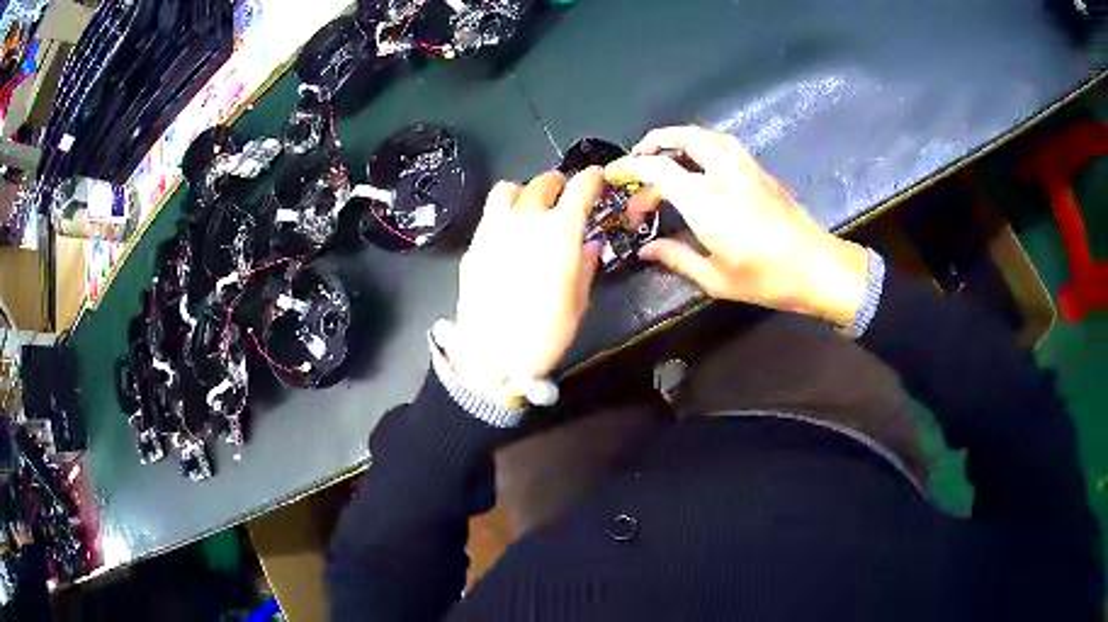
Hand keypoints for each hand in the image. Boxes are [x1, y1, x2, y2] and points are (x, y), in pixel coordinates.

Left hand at [443, 168, 602, 405]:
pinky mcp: (473, 245)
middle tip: (565, 193)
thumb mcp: (578, 301)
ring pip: (508, 189)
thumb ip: (584, 265)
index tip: (596, 178)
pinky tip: (509, 235)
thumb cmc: (545, 333)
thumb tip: (589, 245)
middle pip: (542, 182)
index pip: (579, 188)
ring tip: (531, 207)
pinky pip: (489, 216)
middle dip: (558, 183)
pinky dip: (504, 215)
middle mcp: (525, 219)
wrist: (492, 356)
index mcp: (559, 230)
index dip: (591, 178)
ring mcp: (493, 229)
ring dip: (524, 191)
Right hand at [605, 125, 869, 326]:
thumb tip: (647, 249)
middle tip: (637, 161)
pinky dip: (702, 144)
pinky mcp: (759, 170)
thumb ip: (676, 257)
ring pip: (705, 135)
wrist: (816, 267)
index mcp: (704, 199)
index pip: (656, 168)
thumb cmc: (765, 277)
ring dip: (678, 138)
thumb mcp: (715, 278)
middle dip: (652, 143)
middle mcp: (722, 173)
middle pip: (681, 138)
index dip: (629, 168)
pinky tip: (700, 162)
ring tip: (665, 155)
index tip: (613, 176)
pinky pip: (723, 144)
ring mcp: (744, 167)